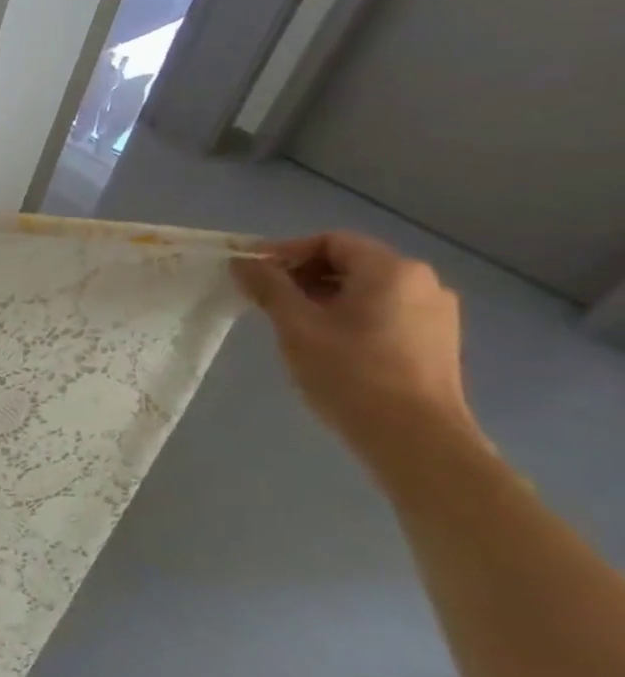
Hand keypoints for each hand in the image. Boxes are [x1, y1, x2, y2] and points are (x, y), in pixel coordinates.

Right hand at [233, 231, 474, 447]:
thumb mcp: (295, 325)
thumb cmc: (349, 372)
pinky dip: (348, 313)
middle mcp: (421, 282)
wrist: (413, 436)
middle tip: (265, 298)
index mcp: (391, 270)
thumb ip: (268, 287)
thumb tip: (242, 262)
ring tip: (290, 321)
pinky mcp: (435, 339)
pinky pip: (383, 310)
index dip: (286, 251)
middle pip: (351, 261)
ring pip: (366, 288)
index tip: (252, 274)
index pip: (330, 241)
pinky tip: (324, 340)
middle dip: (303, 274)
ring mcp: (434, 312)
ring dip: (323, 295)